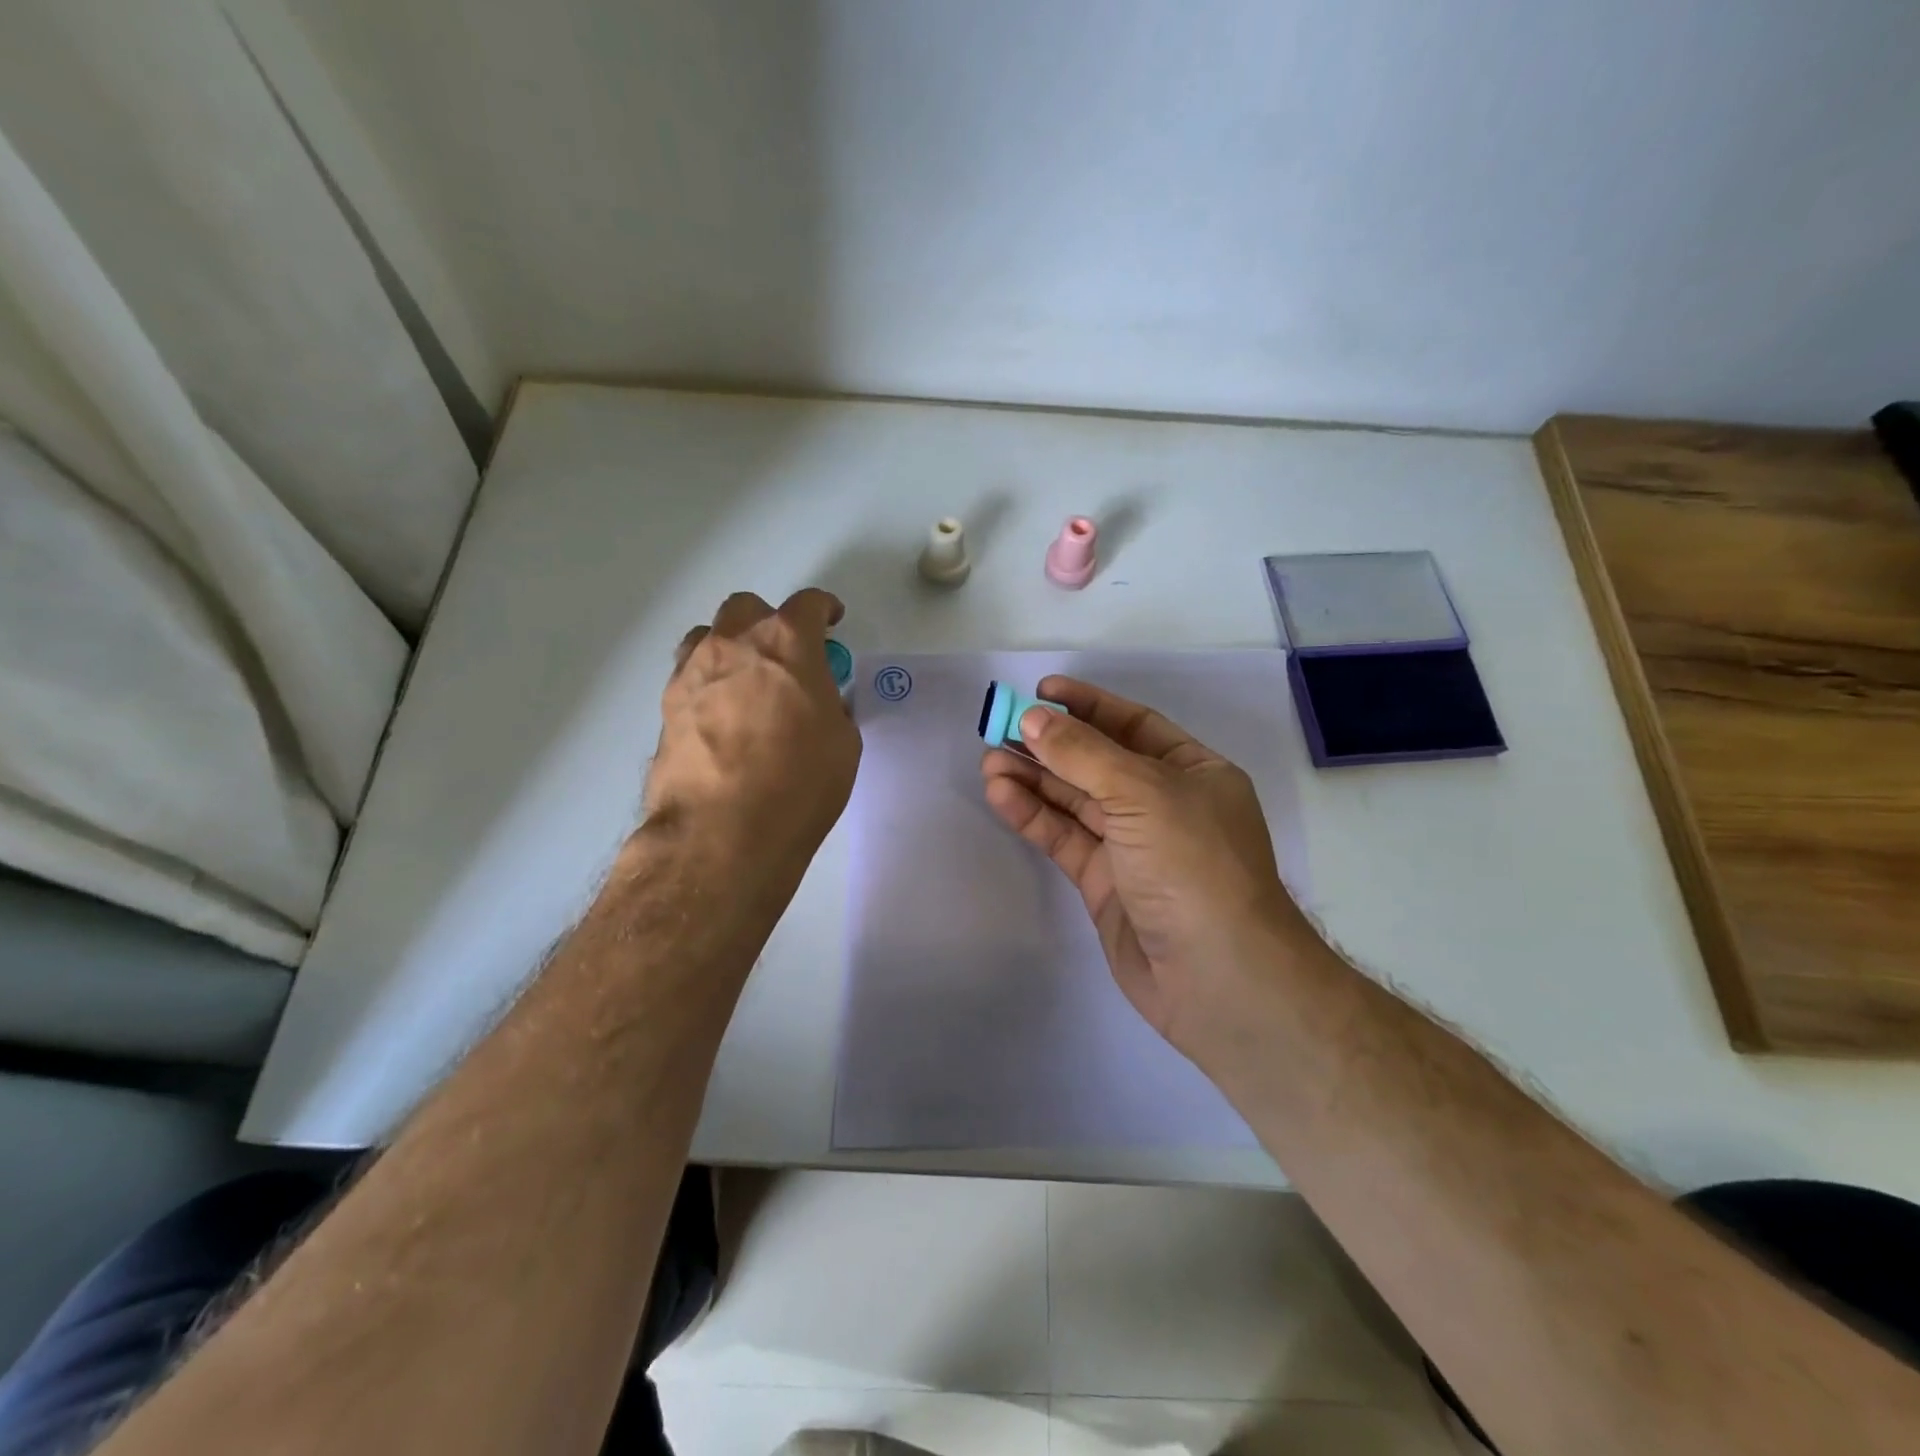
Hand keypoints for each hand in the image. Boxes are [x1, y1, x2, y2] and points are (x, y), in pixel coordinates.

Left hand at [642, 589, 860, 875]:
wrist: (722, 832)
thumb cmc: (799, 784)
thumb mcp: (842, 743)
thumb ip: (830, 707)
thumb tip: (816, 704)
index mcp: (787, 644)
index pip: (807, 604)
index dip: (823, 609)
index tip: (831, 621)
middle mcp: (734, 645)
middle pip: (747, 608)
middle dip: (769, 622)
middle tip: (786, 656)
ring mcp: (692, 673)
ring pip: (708, 637)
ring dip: (731, 648)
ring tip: (746, 682)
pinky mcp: (666, 707)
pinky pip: (689, 676)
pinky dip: (709, 684)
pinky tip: (721, 717)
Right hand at [980, 676, 1313, 1058]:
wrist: (1216, 976)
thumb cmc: (1192, 864)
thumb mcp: (1142, 793)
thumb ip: (1083, 754)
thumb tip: (1034, 718)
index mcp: (1193, 772)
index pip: (1133, 724)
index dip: (1087, 706)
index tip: (1041, 691)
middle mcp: (1164, 804)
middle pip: (1098, 762)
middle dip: (1051, 744)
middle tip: (999, 727)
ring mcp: (1133, 846)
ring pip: (1076, 801)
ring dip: (1034, 779)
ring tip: (989, 760)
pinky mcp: (1105, 883)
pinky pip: (1065, 839)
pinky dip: (1034, 816)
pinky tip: (1001, 795)